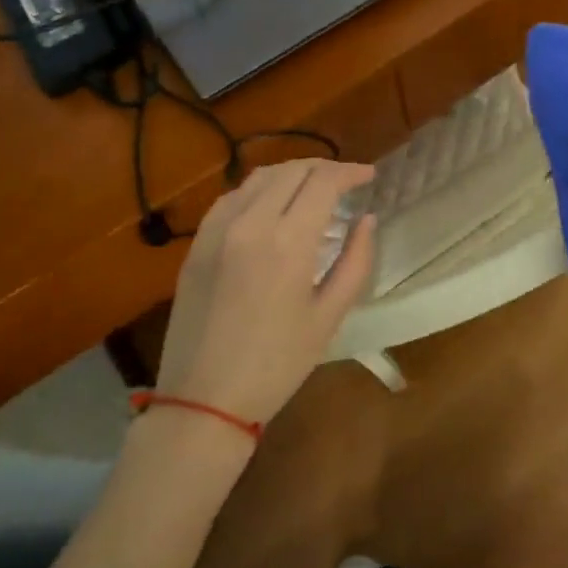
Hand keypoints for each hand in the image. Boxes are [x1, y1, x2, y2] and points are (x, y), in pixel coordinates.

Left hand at [154, 158, 376, 427]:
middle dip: (325, 168)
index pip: (323, 182)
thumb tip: (367, 220)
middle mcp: (248, 223)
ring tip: (314, 187)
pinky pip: (232, 198)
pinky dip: (260, 189)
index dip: (350, 172)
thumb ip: (355, 261)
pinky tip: (273, 205)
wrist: (203, 399)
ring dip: (292, 173)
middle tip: (347, 181)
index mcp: (286, 242)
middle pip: (291, 171)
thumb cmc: (278, 364)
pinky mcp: (197, 244)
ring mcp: (216, 231)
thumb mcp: (329, 315)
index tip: (370, 175)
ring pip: (259, 177)